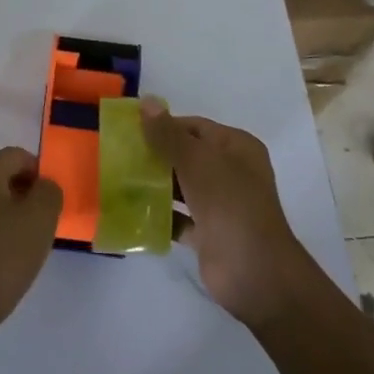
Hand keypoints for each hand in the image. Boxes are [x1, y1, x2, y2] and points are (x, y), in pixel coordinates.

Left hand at [0, 147, 62, 342]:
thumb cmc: (1, 255)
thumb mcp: (40, 219)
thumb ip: (49, 193)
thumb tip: (44, 186)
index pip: (18, 156)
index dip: (40, 174)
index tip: (52, 203)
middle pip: (1, 176)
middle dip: (25, 195)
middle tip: (43, 223)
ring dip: (9, 215)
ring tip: (25, 244)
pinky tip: (3, 259)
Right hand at [141, 98, 312, 329]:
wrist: (254, 272)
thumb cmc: (229, 203)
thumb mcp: (196, 160)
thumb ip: (168, 133)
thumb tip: (146, 101)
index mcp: (236, 147)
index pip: (195, 127)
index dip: (164, 126)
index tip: (130, 130)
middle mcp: (231, 172)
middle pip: (187, 155)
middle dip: (156, 155)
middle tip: (119, 155)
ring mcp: (221, 205)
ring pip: (182, 186)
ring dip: (156, 184)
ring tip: (119, 179)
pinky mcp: (209, 234)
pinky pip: (179, 218)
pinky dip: (160, 215)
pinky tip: (133, 211)